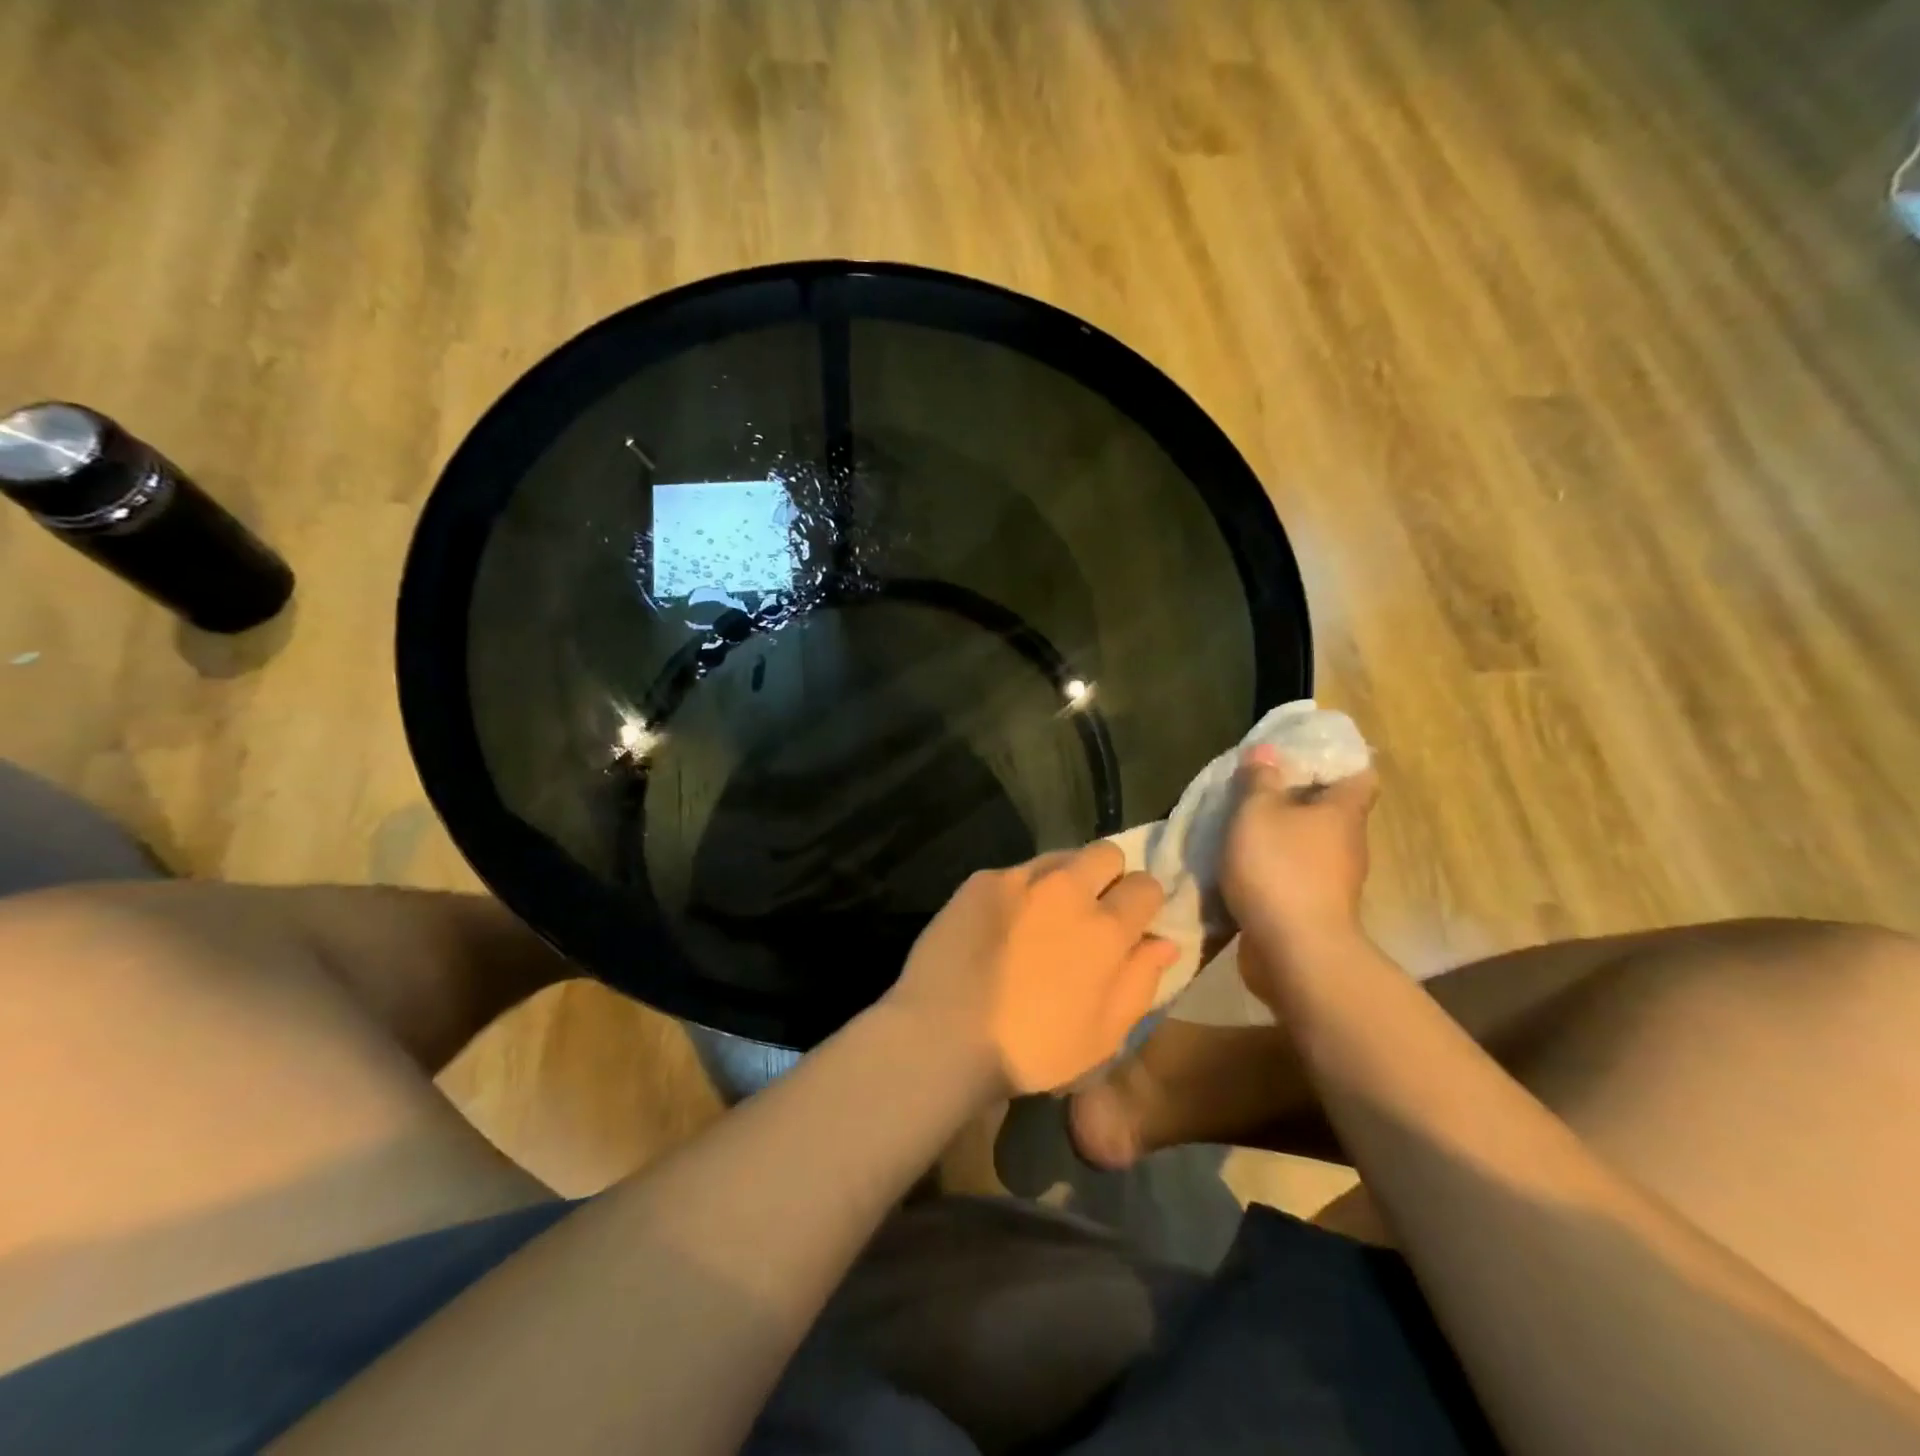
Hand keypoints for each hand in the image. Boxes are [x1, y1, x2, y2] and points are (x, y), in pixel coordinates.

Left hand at [884, 843, 1177, 1096]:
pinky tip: (1003, 924)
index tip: (1134, 923)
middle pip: (1107, 852)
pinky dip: (1022, 891)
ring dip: (1066, 878)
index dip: (1145, 904)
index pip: (1147, 885)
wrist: (943, 1034)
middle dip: (1110, 876)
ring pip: (1060, 856)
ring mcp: (1019, 878)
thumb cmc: (1031, 1048)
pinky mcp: (981, 880)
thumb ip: (1141, 981)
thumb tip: (1165, 942)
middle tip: (1093, 911)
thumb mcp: (1103, 1035)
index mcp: (1105, 927)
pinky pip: (1016, 872)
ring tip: (1046, 916)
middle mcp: (1067, 889)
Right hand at [1221, 744, 1378, 995]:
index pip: (1359, 775)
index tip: (1304, 754)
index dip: (1336, 761)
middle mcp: (1348, 844)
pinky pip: (1295, 876)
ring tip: (1244, 828)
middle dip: (1298, 798)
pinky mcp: (1315, 910)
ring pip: (1310, 845)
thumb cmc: (1279, 869)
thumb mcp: (1257, 813)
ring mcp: (1335, 881)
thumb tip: (1268, 751)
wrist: (1295, 952)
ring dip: (1283, 836)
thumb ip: (1260, 781)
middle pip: (1330, 811)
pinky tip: (1245, 867)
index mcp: (1343, 813)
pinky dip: (1275, 869)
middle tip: (1259, 787)